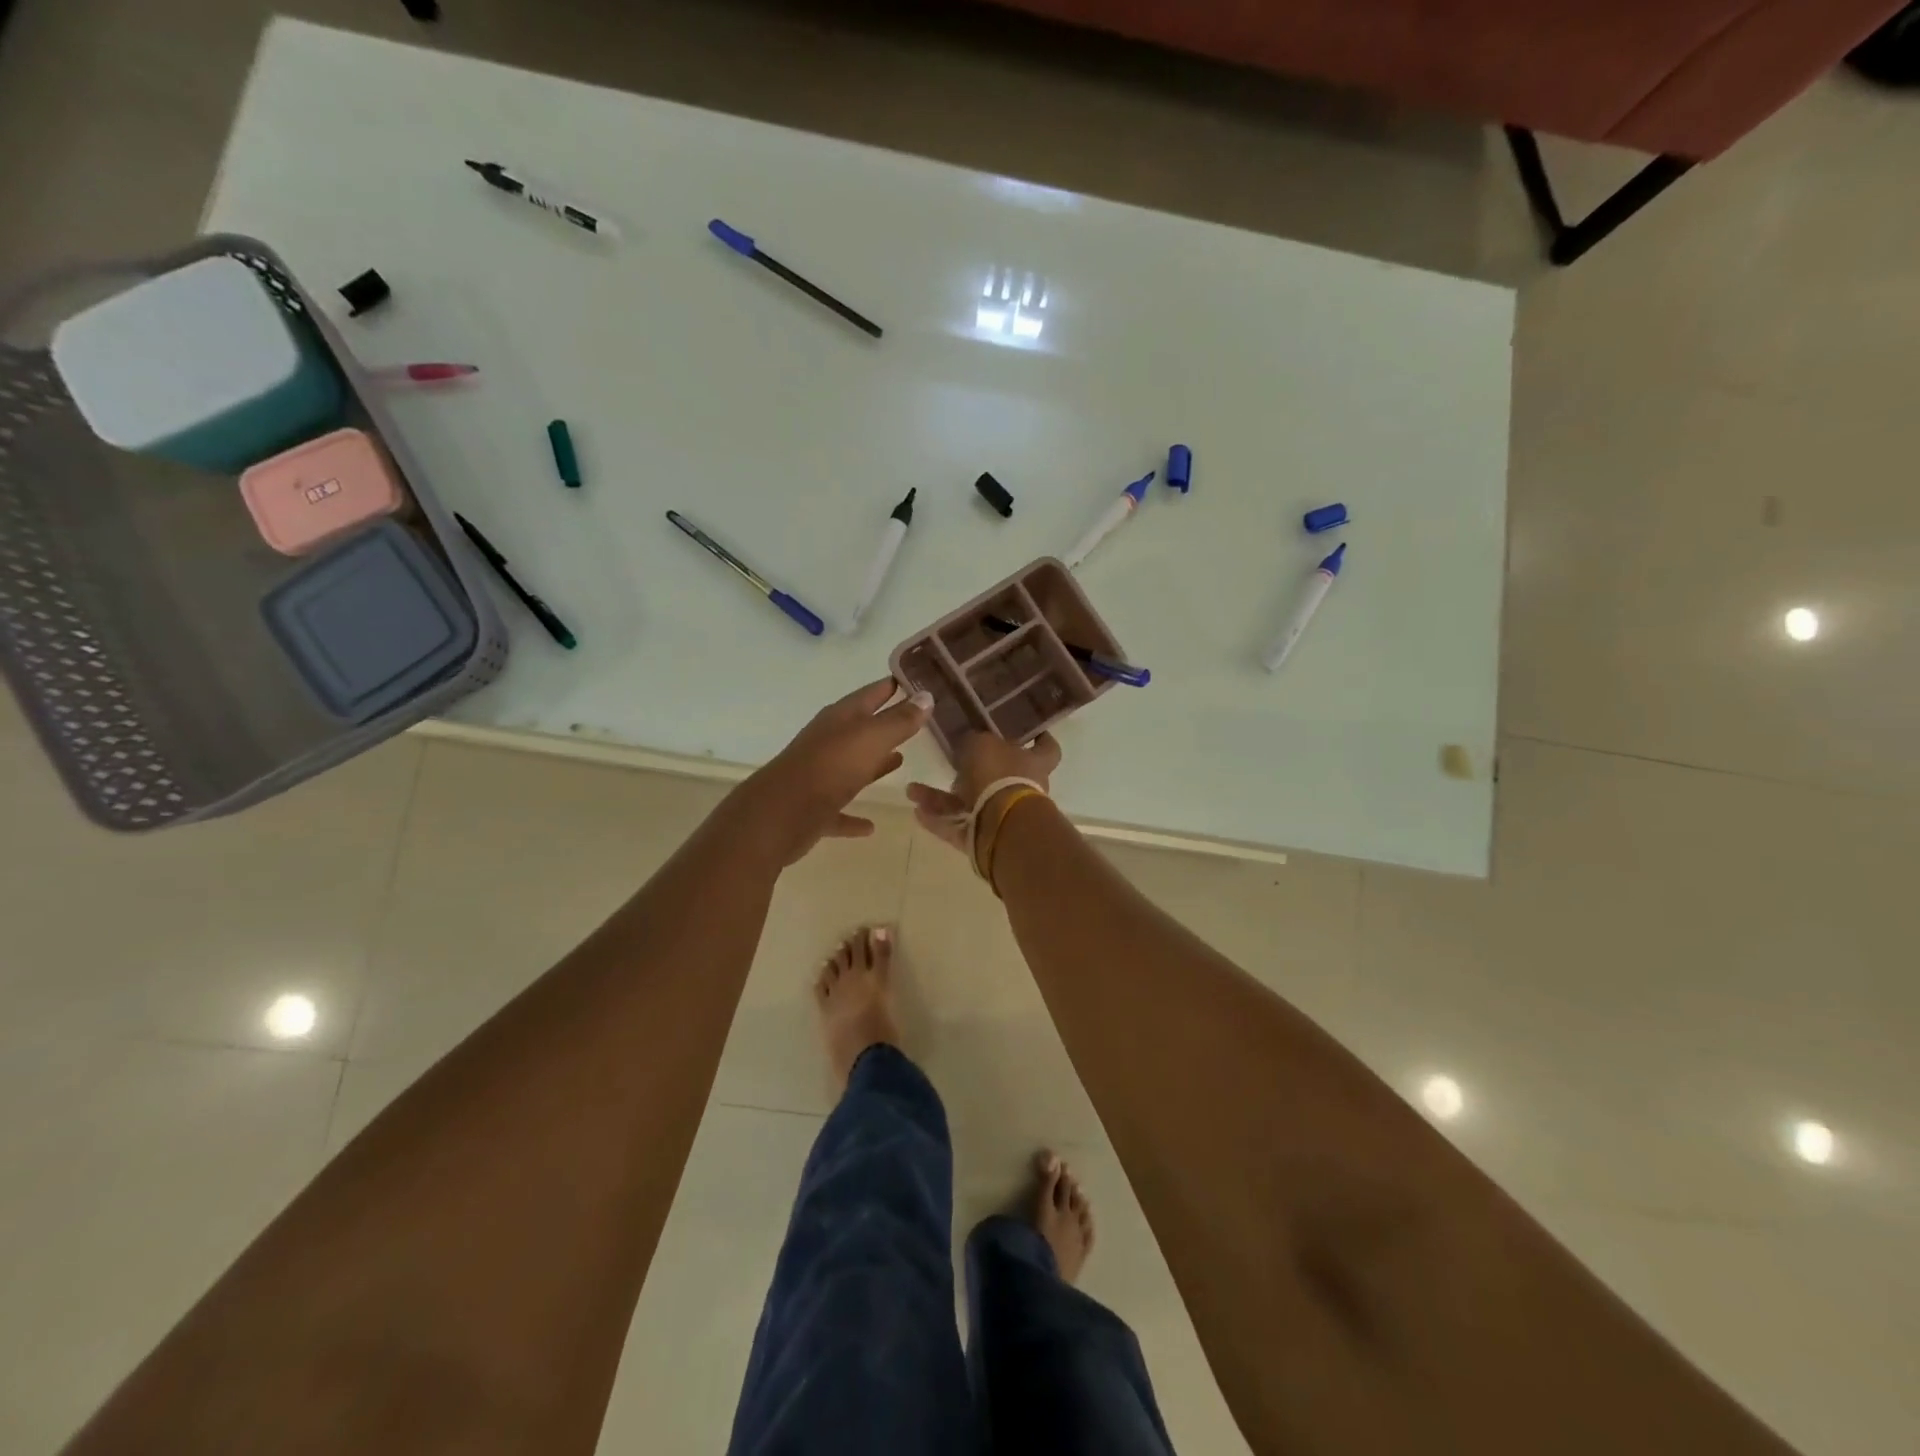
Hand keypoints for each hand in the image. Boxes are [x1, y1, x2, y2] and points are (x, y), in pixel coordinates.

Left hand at [733, 678, 931, 864]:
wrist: (780, 814)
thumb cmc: (830, 767)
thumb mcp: (872, 738)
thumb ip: (900, 720)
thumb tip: (926, 696)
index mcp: (840, 718)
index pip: (872, 693)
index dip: (893, 685)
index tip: (918, 681)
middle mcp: (828, 741)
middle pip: (862, 728)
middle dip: (887, 723)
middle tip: (917, 720)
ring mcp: (819, 775)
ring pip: (852, 765)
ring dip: (874, 764)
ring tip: (901, 761)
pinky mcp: (814, 809)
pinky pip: (840, 809)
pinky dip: (854, 816)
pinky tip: (870, 826)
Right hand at [905, 730, 1060, 854]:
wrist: (1001, 826)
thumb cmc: (999, 775)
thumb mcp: (981, 745)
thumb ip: (974, 742)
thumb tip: (971, 743)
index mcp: (1034, 763)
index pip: (1046, 748)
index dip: (1041, 739)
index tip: (1032, 733)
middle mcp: (1024, 789)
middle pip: (1000, 777)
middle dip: (972, 773)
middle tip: (950, 763)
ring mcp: (1005, 817)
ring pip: (970, 803)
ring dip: (941, 798)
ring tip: (913, 791)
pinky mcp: (986, 839)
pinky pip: (959, 826)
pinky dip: (938, 819)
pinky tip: (916, 811)